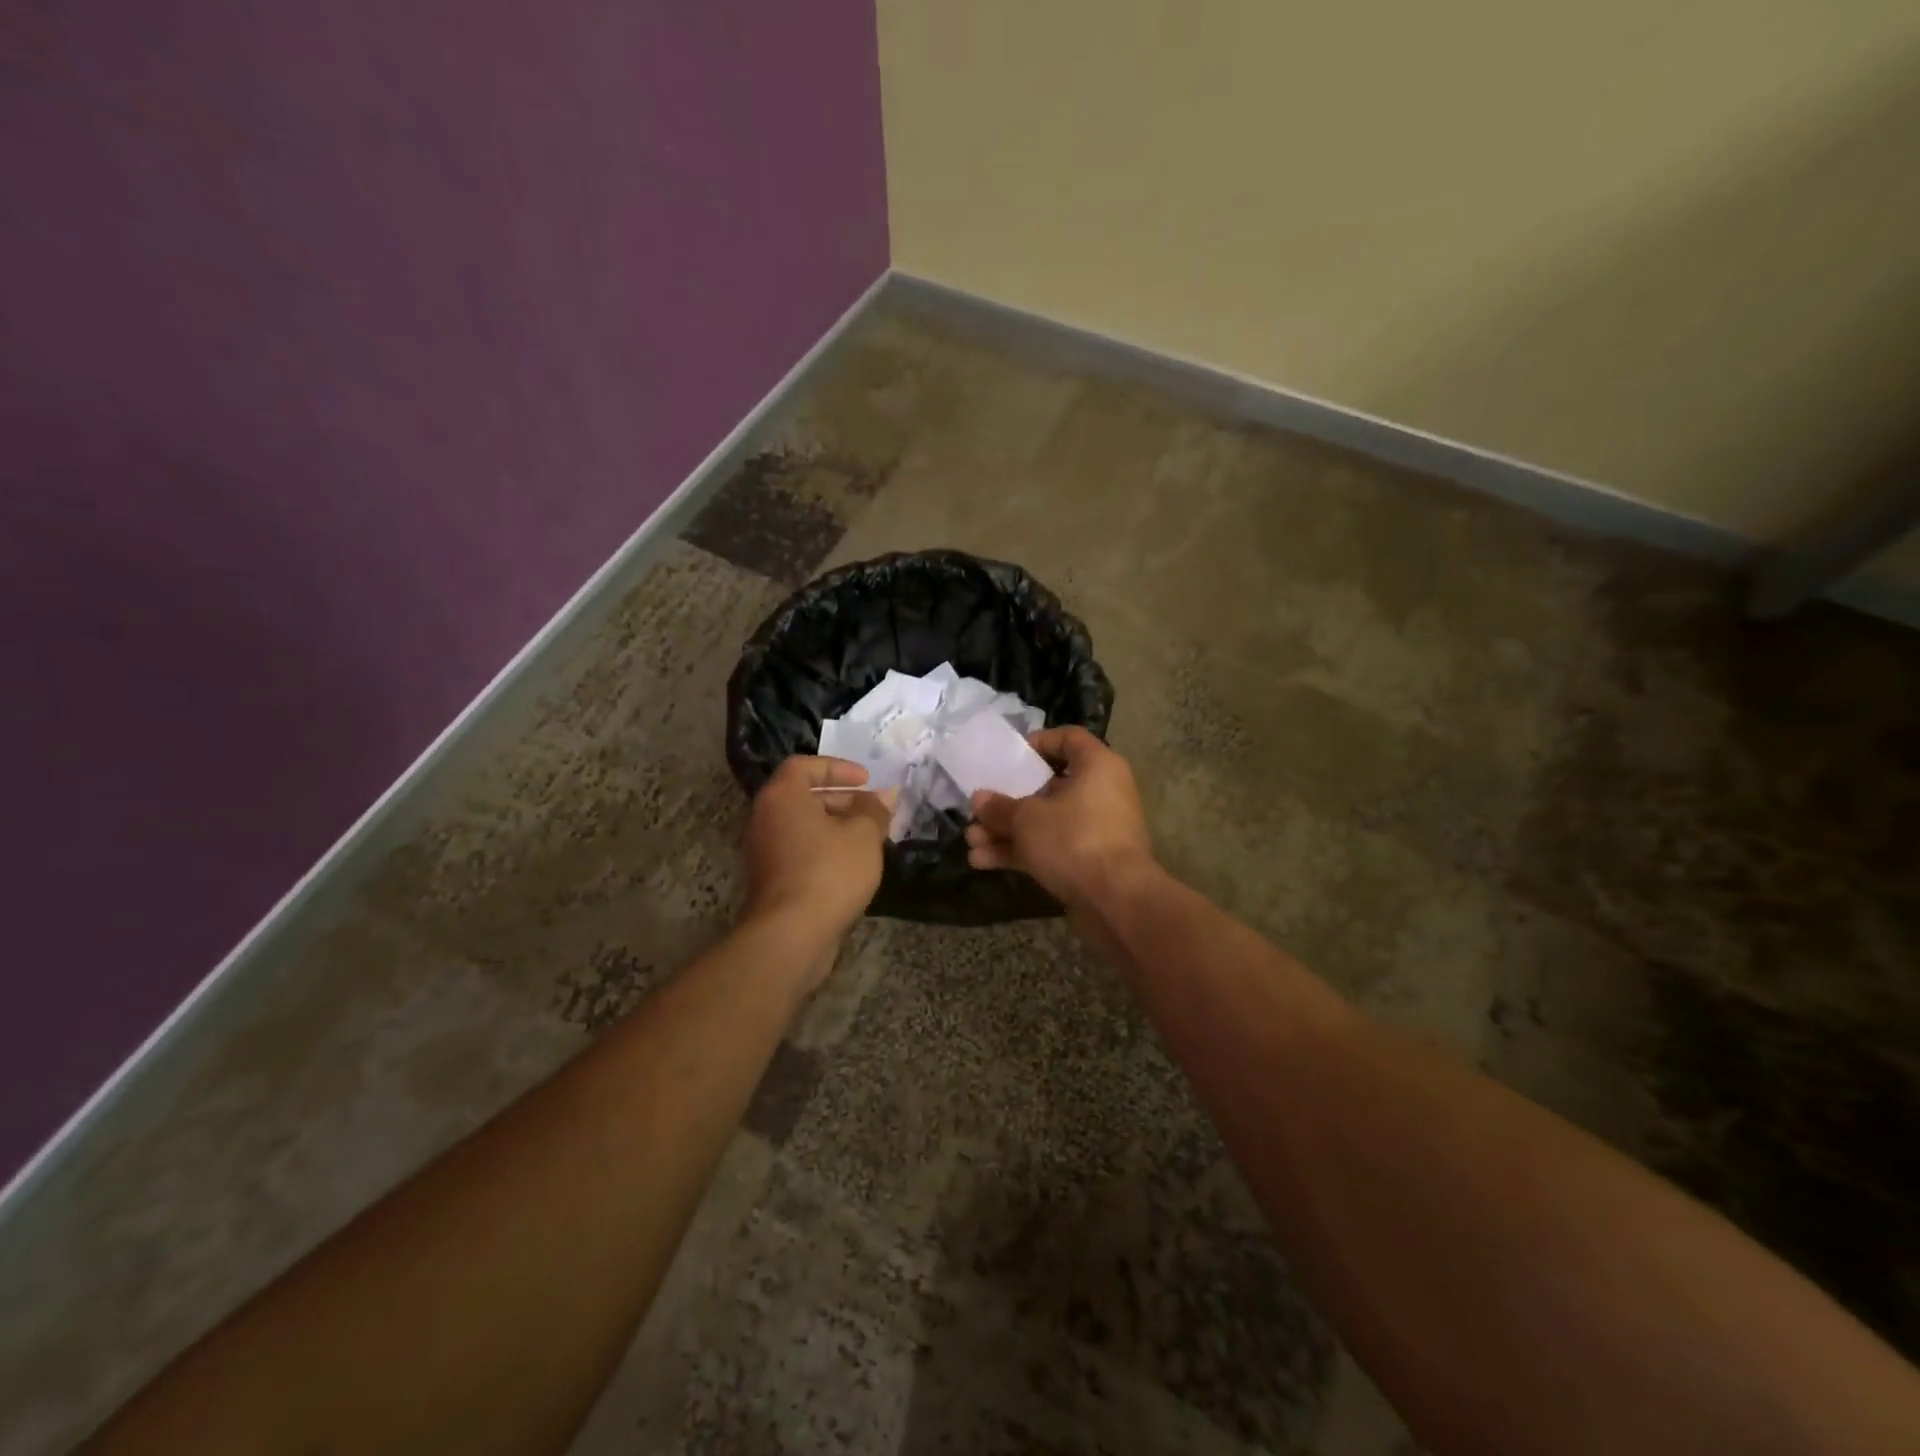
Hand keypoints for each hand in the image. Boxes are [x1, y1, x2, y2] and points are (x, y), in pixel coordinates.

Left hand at [745, 756, 893, 948]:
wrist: (791, 934)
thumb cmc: (829, 872)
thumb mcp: (864, 835)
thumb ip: (874, 809)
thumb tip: (883, 795)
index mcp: (782, 797)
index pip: (804, 766)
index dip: (838, 767)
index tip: (866, 779)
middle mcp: (766, 818)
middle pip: (804, 796)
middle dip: (842, 799)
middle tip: (874, 811)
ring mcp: (765, 851)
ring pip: (804, 827)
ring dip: (836, 827)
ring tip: (870, 840)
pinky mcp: (772, 880)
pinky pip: (801, 851)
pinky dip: (825, 850)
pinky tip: (853, 867)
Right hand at [965, 727, 1153, 910]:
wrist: (1115, 900)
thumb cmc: (1073, 839)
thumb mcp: (1027, 818)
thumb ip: (999, 807)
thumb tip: (979, 799)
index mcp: (1096, 767)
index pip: (1069, 739)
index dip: (1039, 742)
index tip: (1011, 756)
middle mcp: (1100, 793)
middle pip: (1048, 786)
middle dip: (1007, 801)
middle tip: (978, 810)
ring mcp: (1095, 829)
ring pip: (1044, 822)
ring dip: (1006, 831)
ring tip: (971, 842)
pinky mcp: (1087, 861)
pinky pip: (1050, 847)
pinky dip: (1020, 852)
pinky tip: (982, 862)